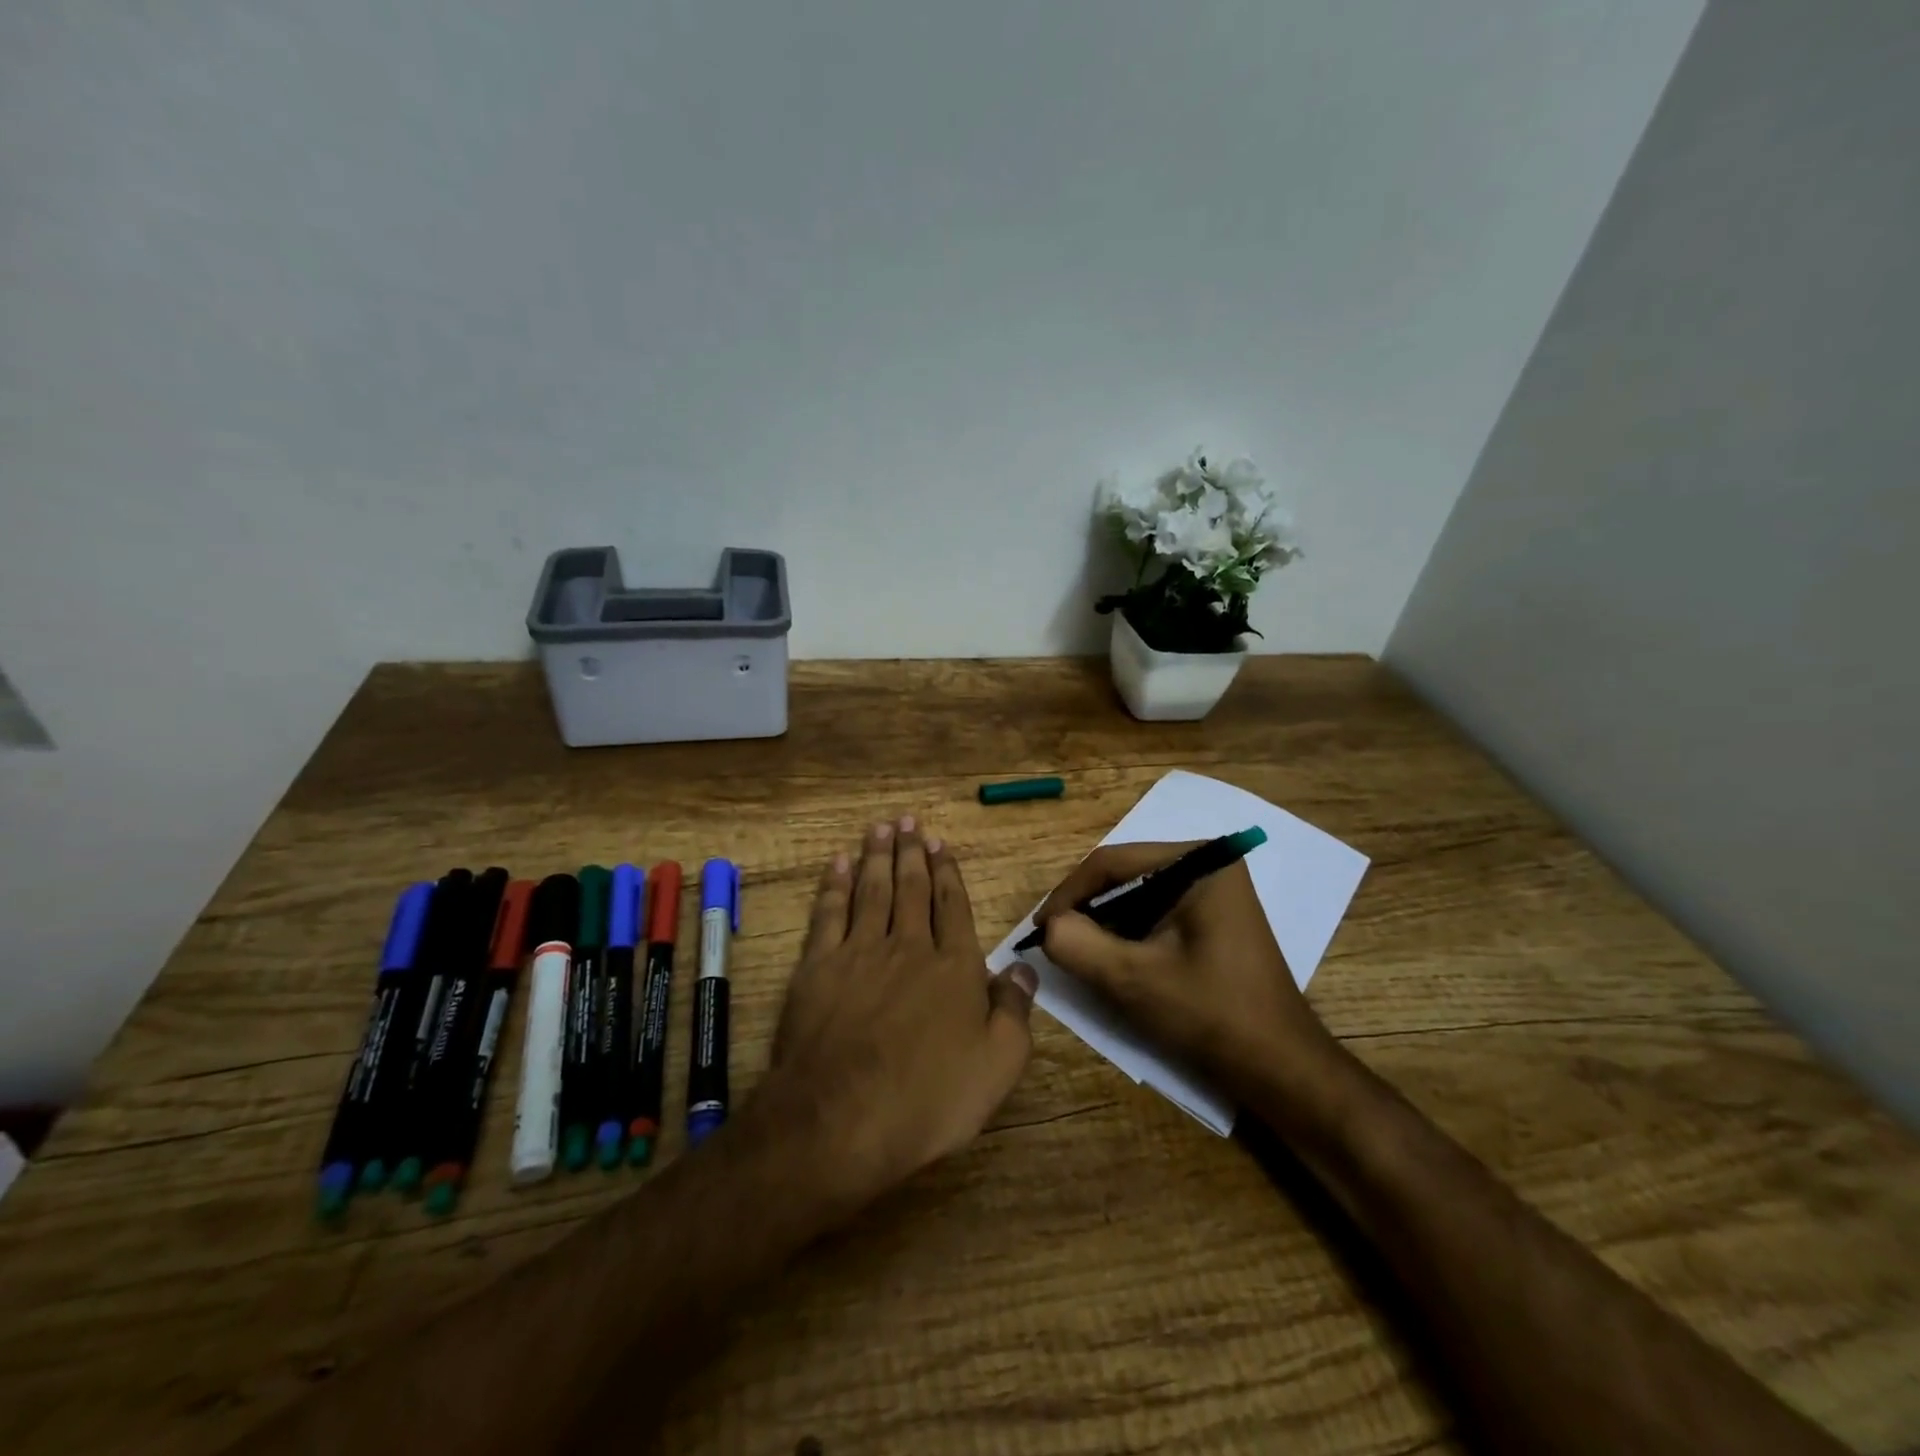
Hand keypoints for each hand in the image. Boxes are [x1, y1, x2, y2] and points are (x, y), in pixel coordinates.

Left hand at [763, 817, 1037, 1207]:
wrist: (841, 1119)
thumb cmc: (928, 1099)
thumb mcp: (997, 1066)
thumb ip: (1013, 1011)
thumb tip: (1023, 968)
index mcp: (953, 968)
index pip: (952, 907)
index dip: (948, 874)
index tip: (942, 844)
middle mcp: (909, 947)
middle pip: (911, 889)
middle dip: (913, 853)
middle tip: (911, 821)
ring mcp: (860, 953)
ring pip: (872, 891)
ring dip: (877, 856)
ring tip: (881, 828)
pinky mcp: (818, 967)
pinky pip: (829, 913)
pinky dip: (834, 885)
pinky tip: (838, 864)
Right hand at [1034, 841, 1342, 1103]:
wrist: (1282, 1070)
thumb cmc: (1212, 1015)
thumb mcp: (1134, 979)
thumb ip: (1079, 945)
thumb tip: (1049, 927)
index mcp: (1199, 862)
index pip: (1112, 862)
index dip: (1068, 894)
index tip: (1038, 929)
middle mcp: (1209, 864)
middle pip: (1125, 875)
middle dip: (1087, 909)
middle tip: (1056, 942)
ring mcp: (1215, 892)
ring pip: (1138, 896)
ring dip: (1106, 924)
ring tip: (1079, 954)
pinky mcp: (1214, 919)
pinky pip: (1157, 913)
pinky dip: (1130, 935)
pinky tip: (1114, 962)